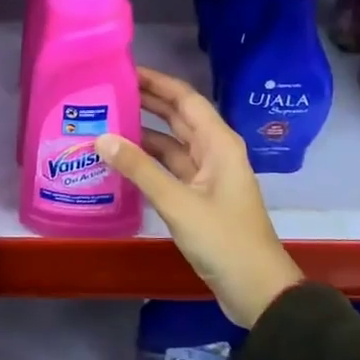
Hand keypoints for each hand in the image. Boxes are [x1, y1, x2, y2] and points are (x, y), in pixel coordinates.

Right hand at [96, 67, 302, 327]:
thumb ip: (140, 169)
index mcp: (218, 143)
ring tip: (105, 119)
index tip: (123, 68)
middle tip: (106, 90)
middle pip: (177, 116)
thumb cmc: (224, 240)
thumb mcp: (179, 203)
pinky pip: (169, 167)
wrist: (257, 290)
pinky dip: (147, 160)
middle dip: (146, 100)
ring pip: (171, 142)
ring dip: (143, 131)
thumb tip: (102, 138)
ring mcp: (206, 174)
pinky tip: (120, 158)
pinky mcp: (198, 196)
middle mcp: (214, 151)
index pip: (184, 98)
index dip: (157, 81)